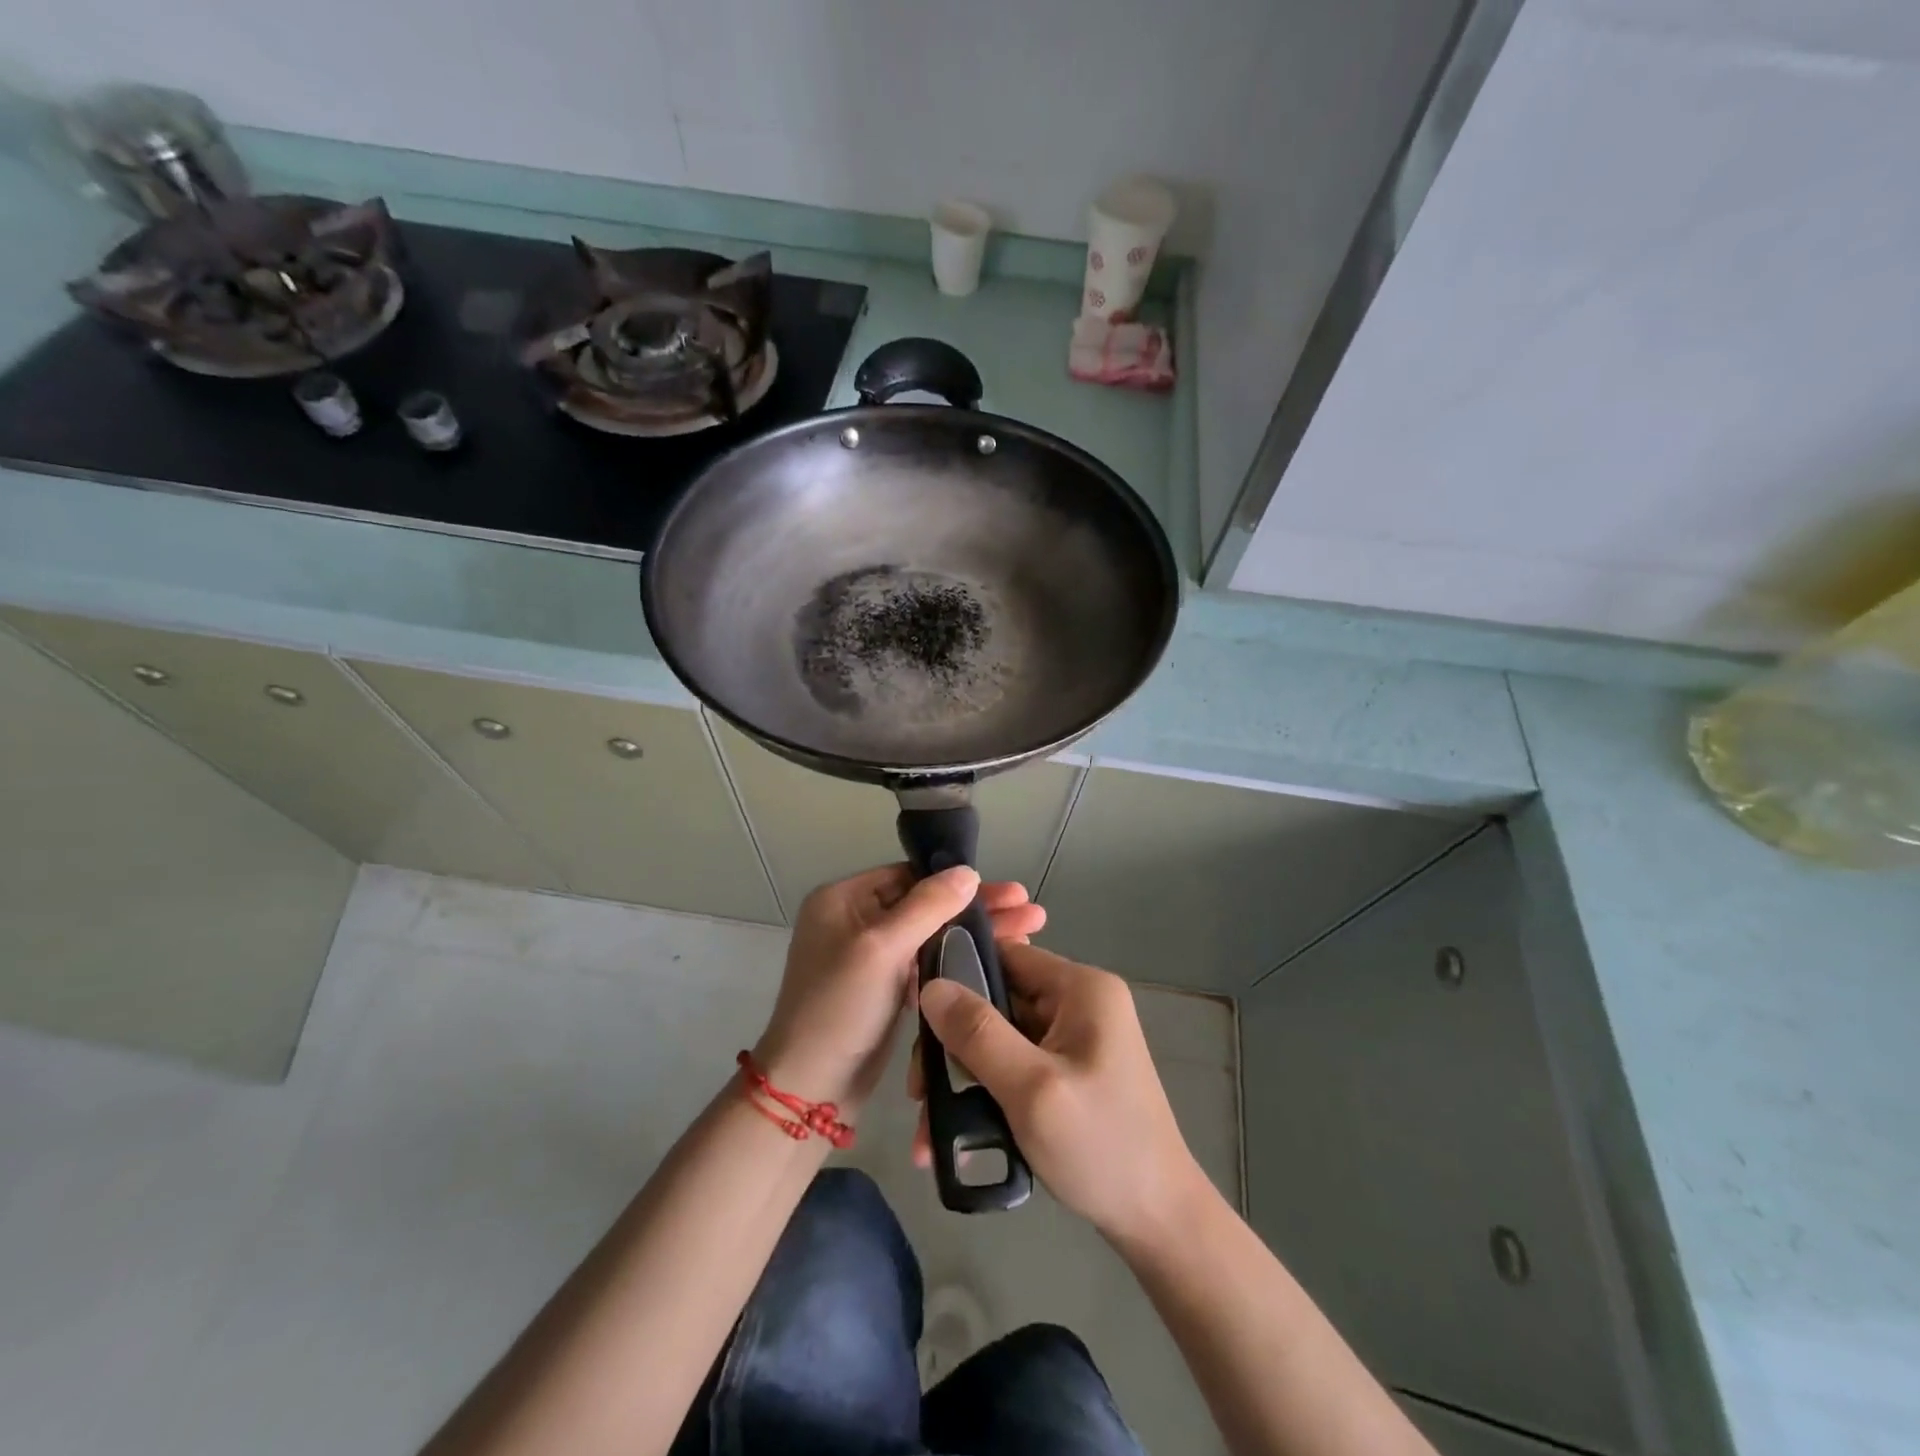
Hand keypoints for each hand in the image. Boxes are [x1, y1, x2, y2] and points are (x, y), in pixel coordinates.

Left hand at [754, 865, 1045, 1114]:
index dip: (959, 883)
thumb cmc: (841, 1007)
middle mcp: (854, 921)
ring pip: (930, 936)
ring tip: (1028, 933)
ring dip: (973, 935)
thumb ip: (927, 905)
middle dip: (978, 910)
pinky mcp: (883, 989)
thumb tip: (967, 871)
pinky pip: (925, 965)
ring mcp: (868, 957)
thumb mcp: (882, 948)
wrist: (811, 1088)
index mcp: (843, 900)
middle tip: (1031, 912)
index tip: (1007, 892)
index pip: (910, 876)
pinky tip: (995, 962)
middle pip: (926, 905)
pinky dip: (956, 961)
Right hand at [914, 941, 1200, 1245]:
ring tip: (928, 1132)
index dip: (958, 976)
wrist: (1159, 1223)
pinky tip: (956, 1138)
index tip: (916, 1015)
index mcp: (1081, 988)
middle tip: (919, 1092)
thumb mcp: (1031, 1088)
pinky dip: (986, 1095)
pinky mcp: (1069, 1073)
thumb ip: (978, 1034)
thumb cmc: (1100, 1147)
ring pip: (1000, 1040)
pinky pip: (1015, 1067)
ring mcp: (1075, 1040)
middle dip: (954, 1046)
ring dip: (963, 1079)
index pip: (1006, 955)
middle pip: (997, 1001)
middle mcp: (1079, 1004)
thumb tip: (930, 986)